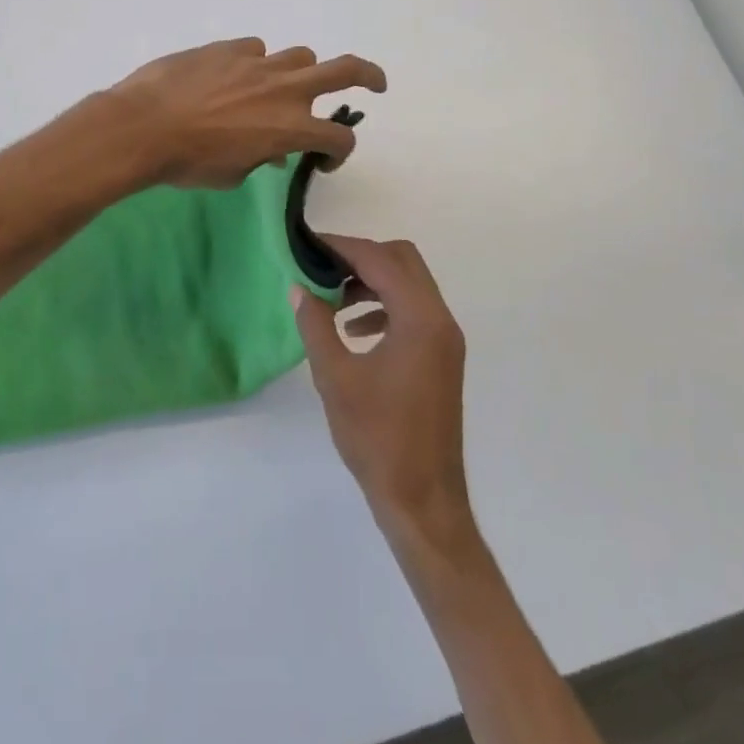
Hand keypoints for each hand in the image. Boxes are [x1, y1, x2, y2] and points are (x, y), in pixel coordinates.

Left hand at [108, 38, 386, 189]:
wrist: (142, 126)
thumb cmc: (188, 163)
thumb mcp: (232, 174)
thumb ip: (259, 160)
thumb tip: (268, 151)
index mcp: (292, 128)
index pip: (340, 137)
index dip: (341, 152)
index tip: (325, 160)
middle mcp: (286, 90)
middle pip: (346, 70)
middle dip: (369, 76)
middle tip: (375, 84)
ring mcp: (259, 63)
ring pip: (300, 56)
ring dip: (299, 73)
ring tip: (280, 87)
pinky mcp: (229, 47)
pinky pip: (255, 50)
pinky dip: (253, 64)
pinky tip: (230, 77)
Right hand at [293, 235, 474, 556]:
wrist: (423, 500)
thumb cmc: (378, 438)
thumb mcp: (335, 378)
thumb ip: (315, 324)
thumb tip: (298, 287)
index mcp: (420, 319)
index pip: (380, 260)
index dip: (342, 247)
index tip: (309, 244)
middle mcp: (440, 319)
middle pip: (402, 261)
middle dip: (360, 257)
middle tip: (321, 267)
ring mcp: (445, 339)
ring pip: (409, 284)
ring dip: (372, 280)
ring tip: (331, 299)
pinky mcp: (441, 357)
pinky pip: (413, 311)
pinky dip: (384, 306)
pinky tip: (353, 330)